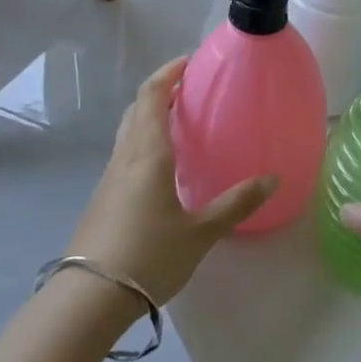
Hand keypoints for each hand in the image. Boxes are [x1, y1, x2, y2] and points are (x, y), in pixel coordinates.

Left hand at [67, 59, 274, 304]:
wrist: (88, 300)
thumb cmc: (148, 256)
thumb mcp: (200, 232)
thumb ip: (236, 204)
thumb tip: (272, 179)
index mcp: (148, 155)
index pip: (151, 98)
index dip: (167, 74)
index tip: (187, 62)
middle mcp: (125, 158)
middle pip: (136, 110)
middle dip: (158, 92)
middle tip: (187, 89)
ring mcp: (109, 180)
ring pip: (127, 133)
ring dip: (148, 117)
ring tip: (177, 122)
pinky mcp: (102, 201)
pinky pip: (124, 156)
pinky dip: (142, 143)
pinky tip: (161, 167)